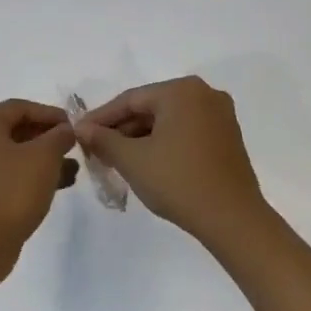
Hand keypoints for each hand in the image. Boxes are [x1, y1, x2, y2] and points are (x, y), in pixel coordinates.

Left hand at [0, 100, 78, 272]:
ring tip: (73, 168)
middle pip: (15, 130)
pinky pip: (9, 176)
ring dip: (44, 158)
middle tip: (74, 146)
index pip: (19, 107)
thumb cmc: (12, 191)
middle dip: (48, 137)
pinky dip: (32, 176)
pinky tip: (58, 186)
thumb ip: (58, 136)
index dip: (49, 113)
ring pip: (14, 155)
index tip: (74, 126)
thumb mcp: (44, 157)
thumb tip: (65, 130)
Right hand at [76, 76, 269, 244]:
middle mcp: (204, 94)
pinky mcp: (227, 137)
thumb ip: (103, 139)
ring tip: (116, 160)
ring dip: (141, 138)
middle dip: (121, 129)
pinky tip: (146, 163)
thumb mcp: (132, 160)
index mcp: (181, 91)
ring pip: (168, 121)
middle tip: (95, 150)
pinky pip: (185, 132)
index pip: (130, 100)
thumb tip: (82, 128)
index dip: (100, 118)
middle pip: (150, 108)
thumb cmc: (178, 181)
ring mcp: (220, 116)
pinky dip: (163, 143)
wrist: (232, 219)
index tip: (78, 134)